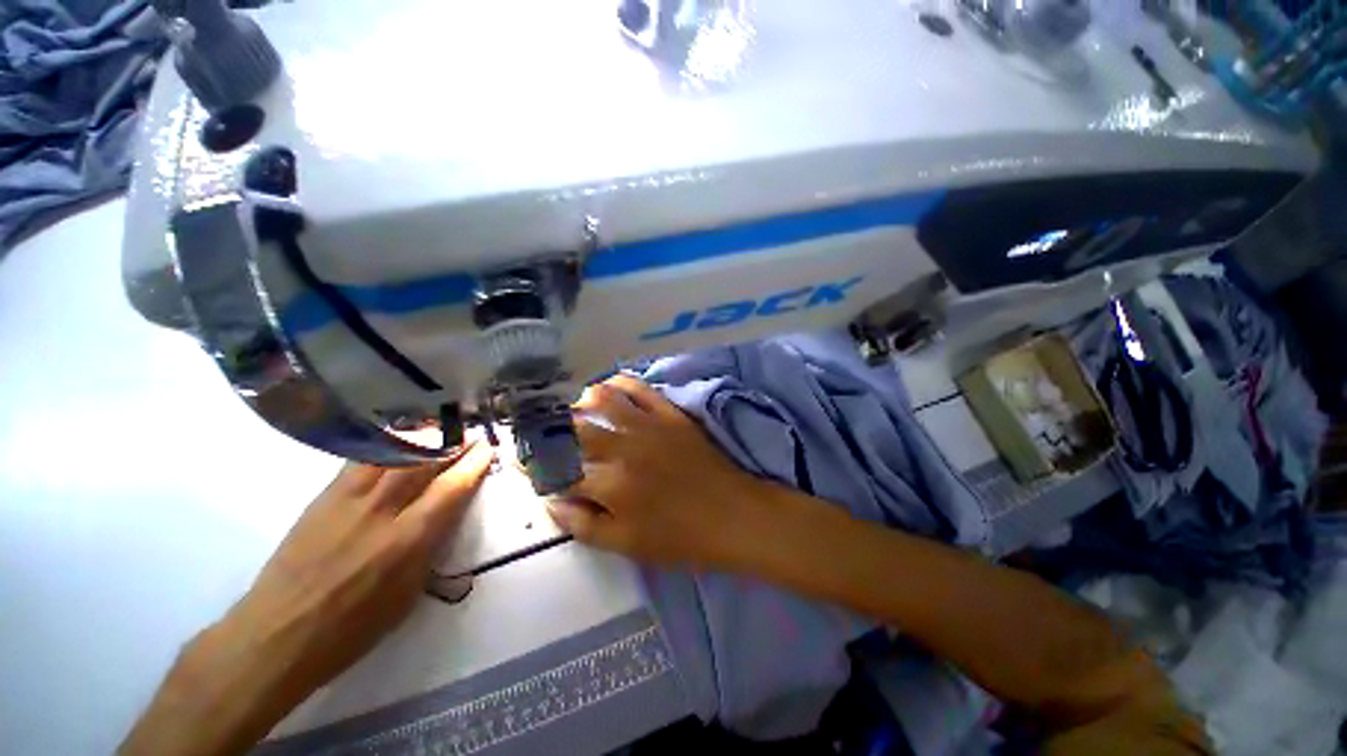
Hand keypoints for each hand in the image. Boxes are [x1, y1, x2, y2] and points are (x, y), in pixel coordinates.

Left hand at [121, 443, 493, 755]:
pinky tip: (399, 443)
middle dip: (452, 442)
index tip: (487, 449)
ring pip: (392, 452)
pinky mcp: (323, 497)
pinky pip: (362, 459)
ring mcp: (348, 500)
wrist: (276, 635)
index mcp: (408, 541)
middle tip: (468, 435)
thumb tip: (444, 516)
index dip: (473, 463)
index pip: (451, 488)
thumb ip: (429, 548)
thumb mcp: (408, 595)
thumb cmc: (351, 628)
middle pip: (424, 461)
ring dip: (422, 438)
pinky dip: (388, 445)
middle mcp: (381, 511)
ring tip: (439, 433)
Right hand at [548, 375, 768, 569]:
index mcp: (610, 484)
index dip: (537, 466)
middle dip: (549, 429)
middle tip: (542, 432)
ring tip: (572, 411)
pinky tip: (607, 389)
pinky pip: (638, 388)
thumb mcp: (627, 545)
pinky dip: (617, 383)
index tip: (527, 463)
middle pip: (573, 429)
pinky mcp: (669, 413)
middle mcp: (623, 447)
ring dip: (579, 402)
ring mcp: (648, 425)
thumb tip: (551, 502)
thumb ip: (583, 525)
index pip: (559, 469)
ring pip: (601, 399)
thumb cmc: (680, 537)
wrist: (732, 514)